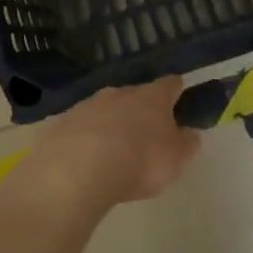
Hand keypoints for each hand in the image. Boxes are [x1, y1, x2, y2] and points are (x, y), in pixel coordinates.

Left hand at [31, 77, 200, 207]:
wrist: (78, 169)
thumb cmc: (139, 161)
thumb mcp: (175, 159)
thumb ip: (186, 144)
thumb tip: (190, 133)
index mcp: (151, 97)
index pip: (170, 84)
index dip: (177, 90)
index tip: (180, 97)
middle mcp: (118, 93)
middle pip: (135, 95)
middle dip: (140, 110)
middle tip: (145, 134)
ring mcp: (87, 104)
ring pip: (105, 109)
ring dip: (111, 123)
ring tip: (113, 150)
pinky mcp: (62, 121)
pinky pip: (80, 126)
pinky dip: (85, 137)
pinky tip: (84, 158)